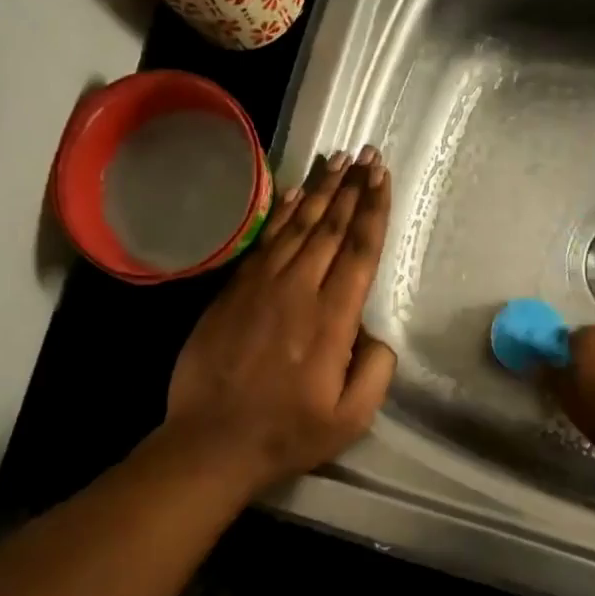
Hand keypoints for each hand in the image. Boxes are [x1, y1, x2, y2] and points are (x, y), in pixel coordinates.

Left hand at [163, 146, 396, 492]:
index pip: (360, 251)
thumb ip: (376, 370)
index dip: (374, 210)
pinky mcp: (232, 291)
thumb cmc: (288, 433)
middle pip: (330, 227)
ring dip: (320, 191)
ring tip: (337, 160)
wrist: (212, 441)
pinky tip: (294, 195)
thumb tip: (374, 333)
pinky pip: (264, 242)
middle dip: (352, 187)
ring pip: (296, 226)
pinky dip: (281, 213)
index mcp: (331, 319)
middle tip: (368, 154)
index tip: (382, 177)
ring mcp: (260, 287)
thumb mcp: (351, 417)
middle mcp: (297, 290)